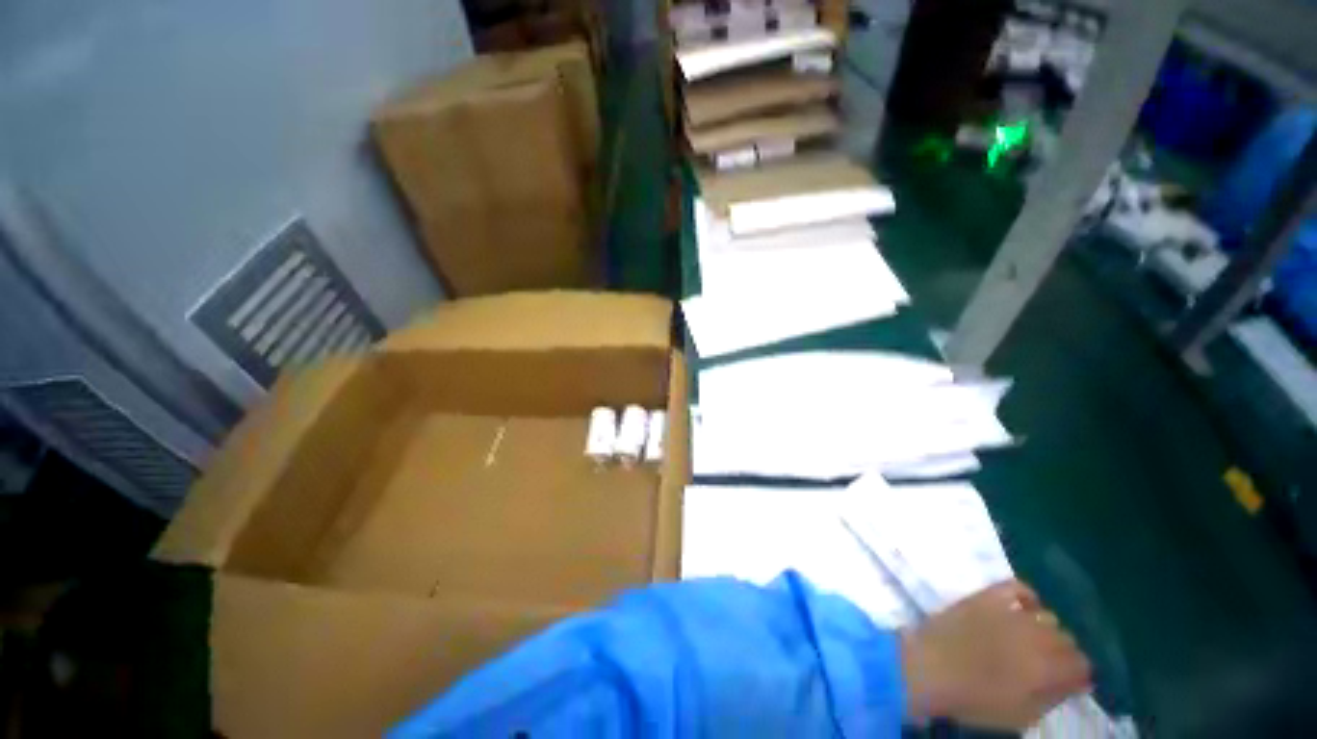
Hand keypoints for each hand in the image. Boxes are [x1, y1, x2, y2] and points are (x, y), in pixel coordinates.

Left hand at [900, 579, 1091, 730]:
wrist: (927, 667)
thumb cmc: (972, 700)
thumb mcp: (1021, 715)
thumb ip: (1052, 698)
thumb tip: (1072, 684)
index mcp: (1047, 670)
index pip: (1083, 665)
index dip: (1076, 673)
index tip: (1066, 678)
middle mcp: (1036, 638)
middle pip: (1067, 639)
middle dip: (1061, 651)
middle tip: (1044, 660)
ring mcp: (1011, 613)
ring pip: (1048, 616)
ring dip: (1044, 628)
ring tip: (1029, 638)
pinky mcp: (986, 596)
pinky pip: (1017, 587)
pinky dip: (1025, 595)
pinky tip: (1021, 607)